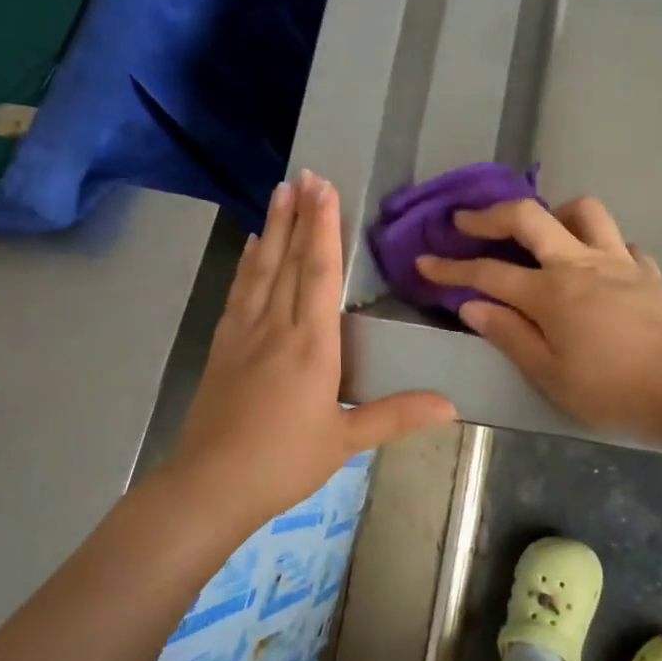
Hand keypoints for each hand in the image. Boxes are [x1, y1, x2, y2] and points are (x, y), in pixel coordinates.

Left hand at [170, 172, 457, 527]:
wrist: (210, 486)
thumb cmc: (283, 462)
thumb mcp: (345, 440)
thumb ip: (396, 415)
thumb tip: (451, 405)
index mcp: (311, 346)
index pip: (318, 274)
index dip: (323, 229)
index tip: (324, 190)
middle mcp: (276, 328)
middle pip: (288, 260)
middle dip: (298, 215)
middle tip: (303, 174)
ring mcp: (243, 334)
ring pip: (260, 270)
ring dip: (272, 229)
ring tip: (278, 193)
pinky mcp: (222, 348)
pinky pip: (239, 293)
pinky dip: (247, 264)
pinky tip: (251, 247)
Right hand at [416, 195, 661, 440]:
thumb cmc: (613, 390)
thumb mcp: (550, 375)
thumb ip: (510, 335)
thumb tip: (471, 305)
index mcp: (550, 293)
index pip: (488, 273)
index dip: (451, 268)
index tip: (424, 262)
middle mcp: (580, 264)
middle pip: (529, 218)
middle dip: (490, 215)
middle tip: (466, 221)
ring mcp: (618, 260)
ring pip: (583, 210)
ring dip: (554, 213)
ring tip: (543, 232)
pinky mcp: (647, 269)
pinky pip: (619, 241)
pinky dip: (600, 245)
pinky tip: (597, 265)